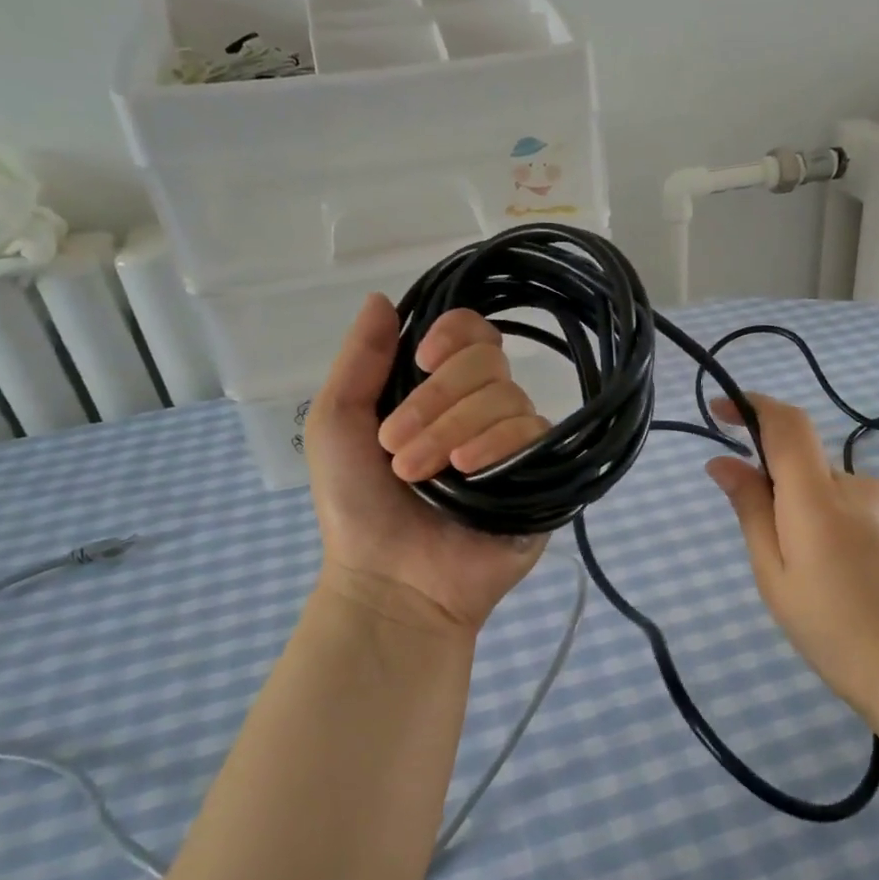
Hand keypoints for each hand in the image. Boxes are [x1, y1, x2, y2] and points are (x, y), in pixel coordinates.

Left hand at [302, 295, 548, 640]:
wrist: (388, 581)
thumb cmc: (358, 505)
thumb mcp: (337, 425)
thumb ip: (358, 360)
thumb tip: (382, 298)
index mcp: (441, 391)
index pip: (473, 335)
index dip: (454, 333)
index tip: (422, 360)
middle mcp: (483, 410)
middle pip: (489, 361)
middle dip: (437, 398)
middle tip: (395, 446)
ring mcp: (515, 443)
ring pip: (507, 396)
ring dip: (453, 429)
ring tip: (419, 473)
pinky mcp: (541, 475)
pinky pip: (533, 433)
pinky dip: (496, 443)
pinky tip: (467, 471)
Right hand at [704, 393, 878, 721]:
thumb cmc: (835, 633)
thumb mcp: (775, 578)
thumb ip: (751, 511)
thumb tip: (723, 463)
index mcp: (819, 501)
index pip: (787, 425)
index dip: (752, 408)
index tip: (722, 411)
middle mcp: (861, 484)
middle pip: (809, 467)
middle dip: (788, 495)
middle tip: (790, 557)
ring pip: (840, 490)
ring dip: (825, 514)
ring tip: (837, 576)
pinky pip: (871, 503)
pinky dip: (856, 523)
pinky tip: (869, 573)